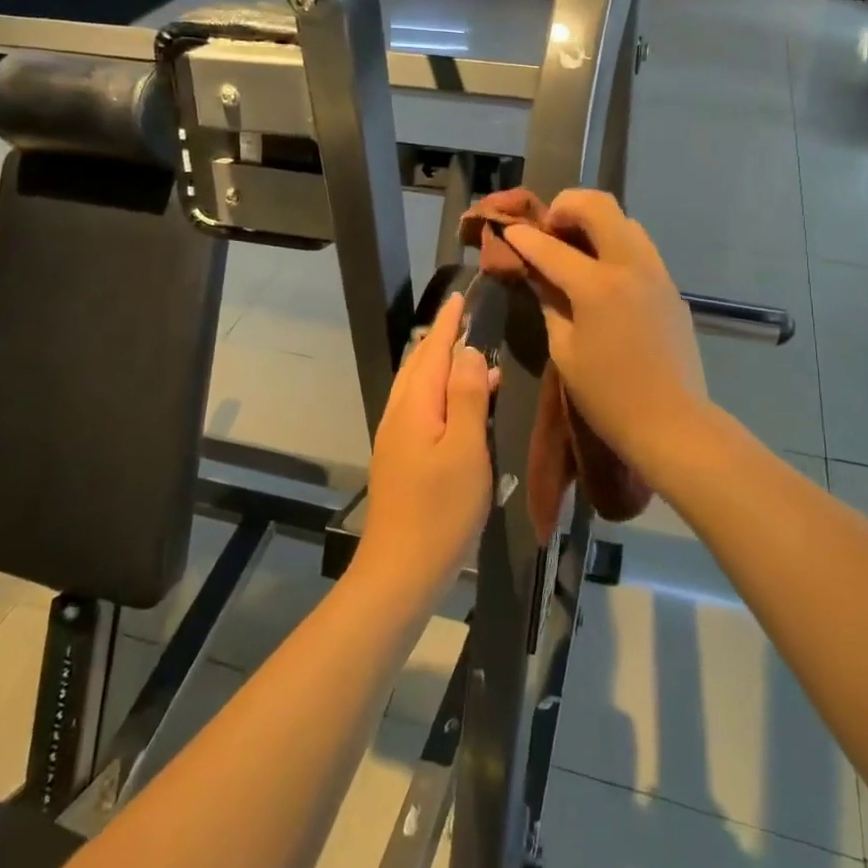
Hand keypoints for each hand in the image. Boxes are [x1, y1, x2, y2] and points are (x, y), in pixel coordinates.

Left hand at [353, 293, 493, 597]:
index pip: (432, 350)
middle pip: (420, 364)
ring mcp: (396, 438)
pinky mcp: (400, 458)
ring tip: (471, 356)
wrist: (400, 570)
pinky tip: (462, 406)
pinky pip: (420, 408)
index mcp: (414, 405)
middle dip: (441, 338)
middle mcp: (399, 414)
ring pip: (418, 387)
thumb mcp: (465, 450)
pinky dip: (440, 393)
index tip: (461, 296)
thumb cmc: (440, 510)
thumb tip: (468, 351)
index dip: (448, 323)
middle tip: (466, 317)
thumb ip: (467, 397)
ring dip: (441, 366)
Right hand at [498, 191, 708, 473]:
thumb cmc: (608, 394)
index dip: (524, 237)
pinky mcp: (671, 287)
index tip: (508, 231)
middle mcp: (630, 266)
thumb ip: (550, 302)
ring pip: (626, 222)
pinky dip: (615, 245)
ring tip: (574, 248)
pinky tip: (602, 273)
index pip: (551, 247)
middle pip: (599, 206)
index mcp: (597, 285)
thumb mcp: (564, 350)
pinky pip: (640, 249)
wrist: (672, 422)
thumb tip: (538, 274)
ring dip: (595, 222)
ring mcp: (657, 273)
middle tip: (548, 228)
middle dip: (566, 206)